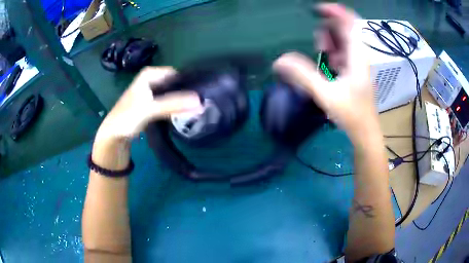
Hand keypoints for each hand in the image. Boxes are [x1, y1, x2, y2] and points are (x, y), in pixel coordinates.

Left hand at [95, 67, 201, 142]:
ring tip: (197, 108)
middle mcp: (151, 80)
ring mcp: (152, 93)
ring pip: (172, 93)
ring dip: (182, 101)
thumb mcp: (150, 109)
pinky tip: (185, 113)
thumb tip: (200, 102)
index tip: (202, 93)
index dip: (188, 82)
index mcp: (149, 74)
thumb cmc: (127, 117)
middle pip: (174, 83)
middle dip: (186, 92)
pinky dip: (175, 107)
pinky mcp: (152, 105)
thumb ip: (173, 104)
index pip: (176, 74)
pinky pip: (168, 102)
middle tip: (202, 102)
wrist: (114, 135)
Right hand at [273, 3, 376, 142]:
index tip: (317, 9)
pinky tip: (330, 64)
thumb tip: (279, 61)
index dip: (335, 11)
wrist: (366, 133)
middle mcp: (360, 55)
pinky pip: (344, 51)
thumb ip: (303, 75)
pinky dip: (334, 52)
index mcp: (357, 56)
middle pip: (344, 29)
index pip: (350, 23)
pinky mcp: (356, 70)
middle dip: (328, 31)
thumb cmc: (351, 114)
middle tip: (319, 47)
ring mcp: (359, 62)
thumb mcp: (325, 94)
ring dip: (330, 42)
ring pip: (344, 40)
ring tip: (323, 56)